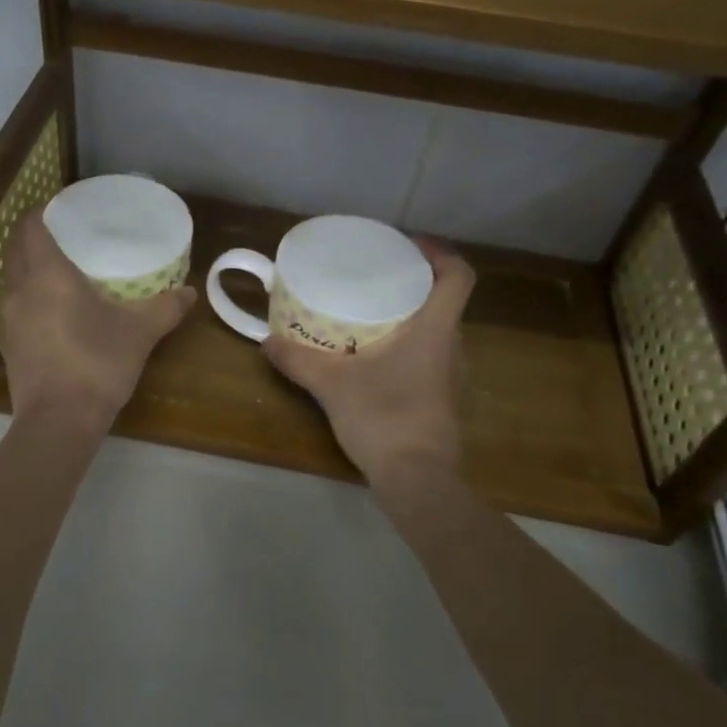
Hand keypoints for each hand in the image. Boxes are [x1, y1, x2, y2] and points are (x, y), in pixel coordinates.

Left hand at [0, 212, 194, 429]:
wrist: (59, 422)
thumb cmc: (97, 364)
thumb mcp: (140, 333)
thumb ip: (166, 307)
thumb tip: (190, 292)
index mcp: (46, 274)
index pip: (30, 226)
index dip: (43, 211)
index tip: (64, 208)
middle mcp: (19, 289)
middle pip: (17, 249)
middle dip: (36, 237)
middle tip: (68, 236)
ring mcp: (8, 319)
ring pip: (12, 278)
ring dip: (30, 268)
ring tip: (62, 270)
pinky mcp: (8, 345)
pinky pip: (15, 306)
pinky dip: (30, 297)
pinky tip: (54, 310)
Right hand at [261, 238, 473, 487]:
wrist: (417, 479)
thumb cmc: (383, 418)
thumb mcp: (332, 385)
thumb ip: (298, 360)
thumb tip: (266, 342)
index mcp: (435, 330)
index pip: (459, 276)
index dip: (441, 254)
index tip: (411, 246)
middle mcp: (452, 347)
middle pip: (446, 301)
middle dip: (417, 284)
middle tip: (379, 278)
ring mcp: (451, 376)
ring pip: (438, 331)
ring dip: (413, 317)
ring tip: (374, 313)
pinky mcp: (443, 399)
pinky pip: (431, 357)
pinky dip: (410, 346)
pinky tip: (378, 356)